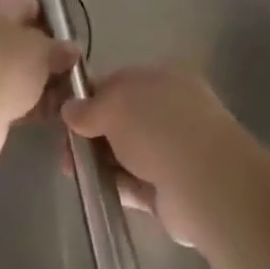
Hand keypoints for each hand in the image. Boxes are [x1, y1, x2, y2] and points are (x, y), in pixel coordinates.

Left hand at [0, 0, 78, 169]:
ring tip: (69, 98)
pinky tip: (52, 114)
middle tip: (73, 74)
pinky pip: (8, 95)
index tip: (73, 44)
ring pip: (17, 70)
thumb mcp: (42, 51)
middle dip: (49, 57)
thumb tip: (71, 50)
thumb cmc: (2, 69)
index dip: (54, 22)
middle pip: (23, 40)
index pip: (30, 6)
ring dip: (41, 84)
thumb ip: (60, 49)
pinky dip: (28, 103)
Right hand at [62, 66, 247, 246]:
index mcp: (163, 79)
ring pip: (126, 152)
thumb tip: (70, 109)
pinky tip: (91, 189)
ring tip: (71, 169)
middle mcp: (171, 111)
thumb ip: (89, 107)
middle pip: (122, 119)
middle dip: (91, 131)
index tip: (65, 113)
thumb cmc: (158, 127)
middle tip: (65, 147)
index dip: (90, 96)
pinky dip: (114, 184)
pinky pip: (134, 183)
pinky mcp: (170, 188)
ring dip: (99, 159)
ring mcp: (173, 151)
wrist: (205, 183)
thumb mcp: (114, 104)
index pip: (119, 82)